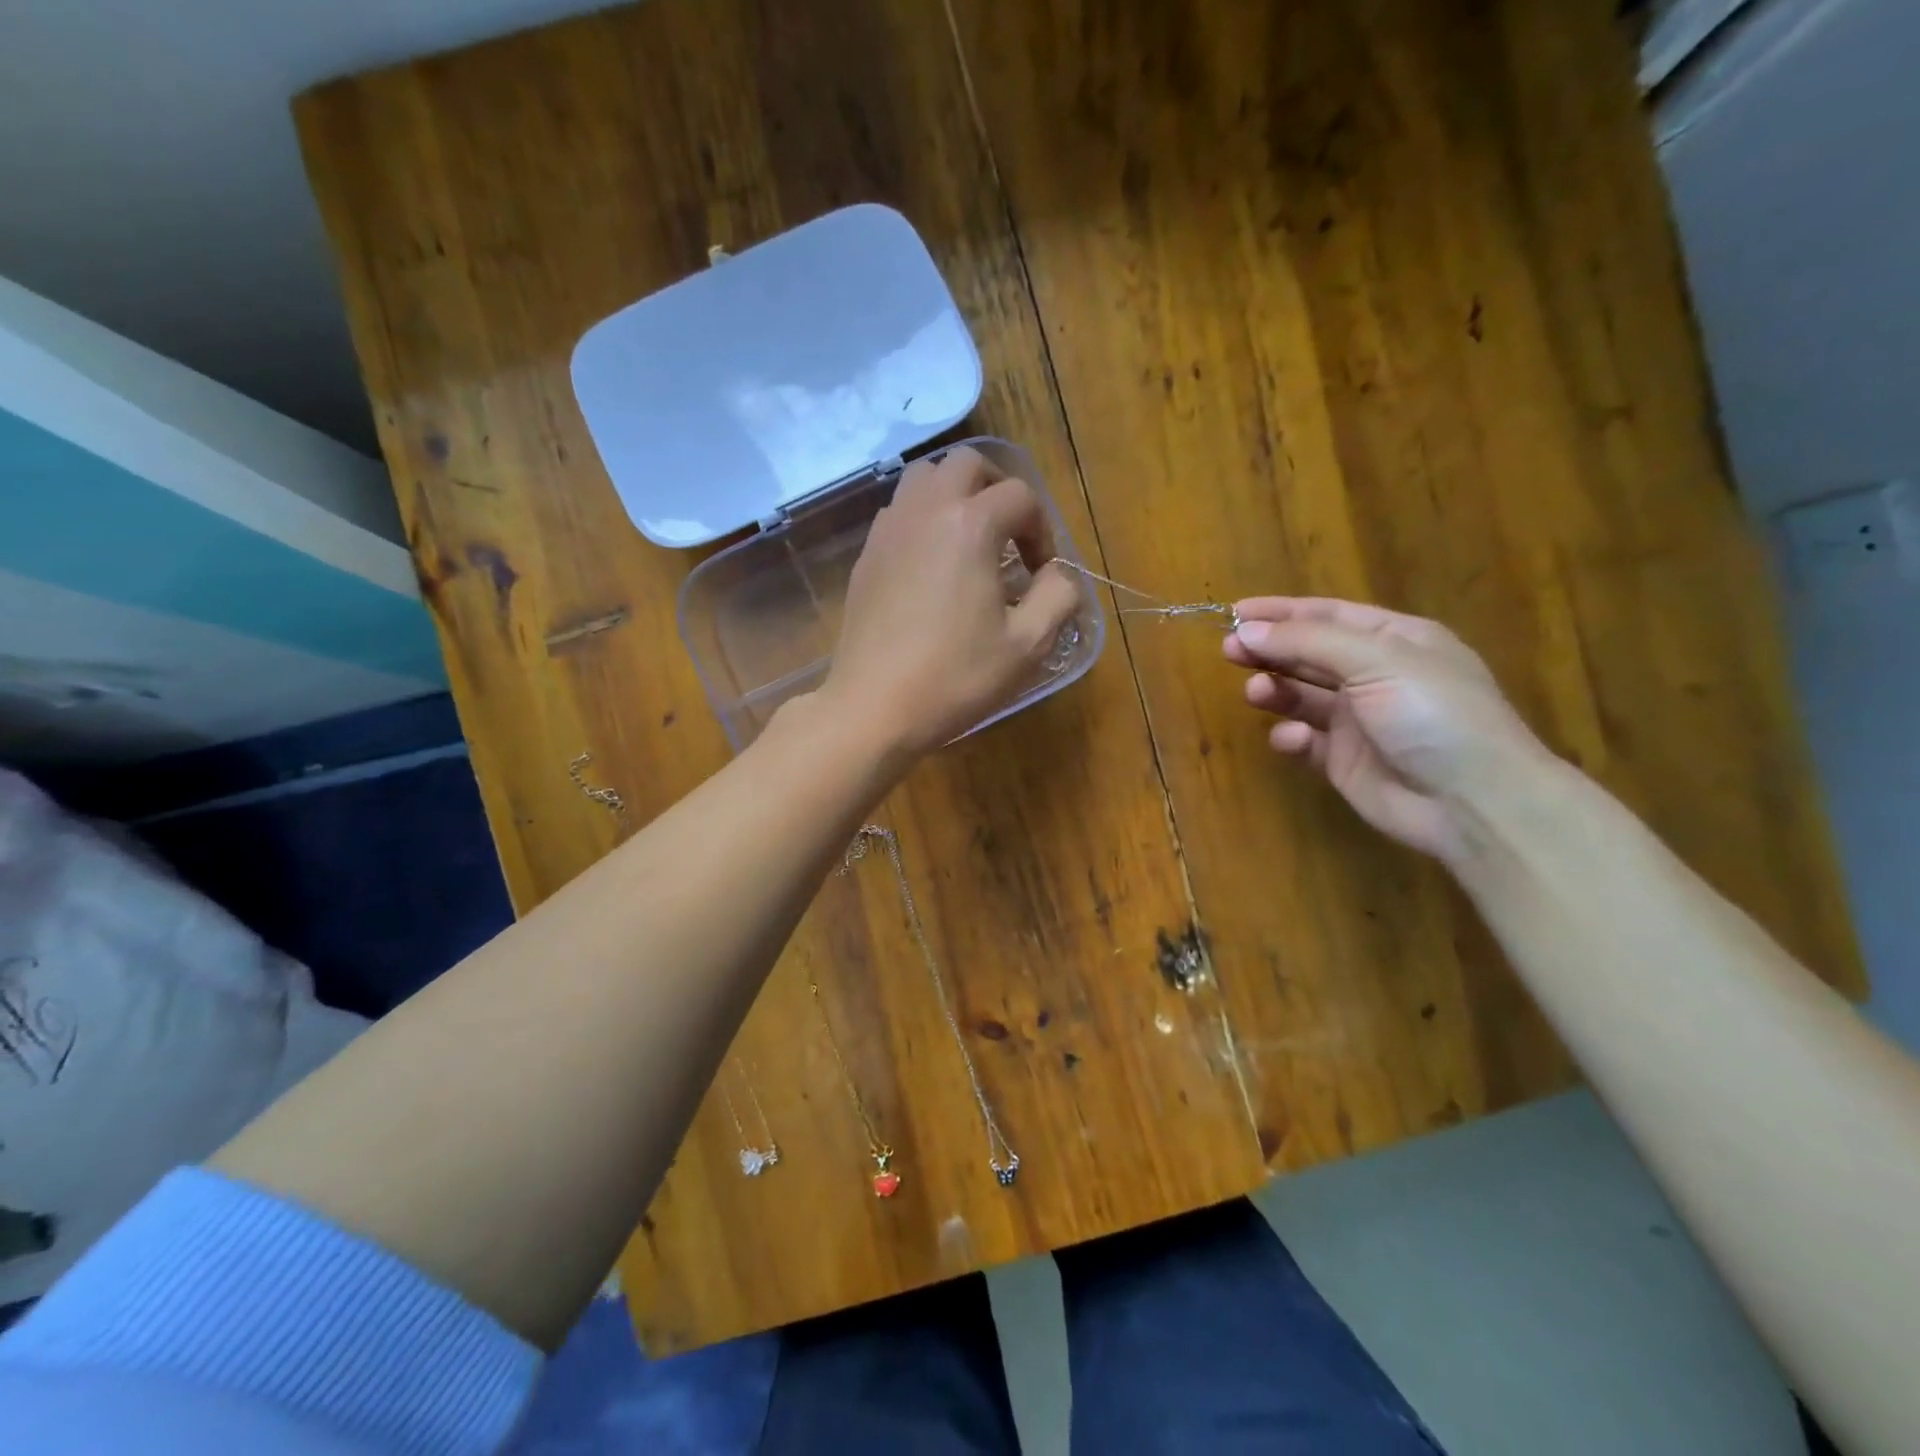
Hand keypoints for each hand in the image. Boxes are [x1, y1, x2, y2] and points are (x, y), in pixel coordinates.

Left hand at [820, 446, 1080, 758]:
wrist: (875, 707)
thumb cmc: (956, 676)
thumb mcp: (1028, 645)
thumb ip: (1058, 597)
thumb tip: (1058, 575)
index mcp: (970, 524)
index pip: (1021, 496)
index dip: (1042, 530)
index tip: (1042, 573)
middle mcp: (926, 510)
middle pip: (967, 463)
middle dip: (998, 488)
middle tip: (1011, 533)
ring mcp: (888, 530)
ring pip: (924, 478)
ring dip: (955, 495)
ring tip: (971, 540)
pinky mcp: (866, 555)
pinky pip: (899, 511)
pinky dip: (923, 518)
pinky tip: (932, 564)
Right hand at [1224, 597, 1555, 862]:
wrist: (1471, 801)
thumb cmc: (1433, 713)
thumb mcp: (1376, 661)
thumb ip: (1307, 642)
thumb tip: (1245, 630)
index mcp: (1395, 640)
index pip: (1328, 615)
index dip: (1281, 612)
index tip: (1234, 613)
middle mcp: (1376, 675)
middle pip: (1309, 654)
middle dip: (1269, 650)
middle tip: (1229, 650)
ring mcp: (1359, 720)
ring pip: (1301, 696)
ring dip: (1276, 689)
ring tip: (1256, 693)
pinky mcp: (1343, 761)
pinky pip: (1305, 741)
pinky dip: (1292, 737)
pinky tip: (1292, 740)